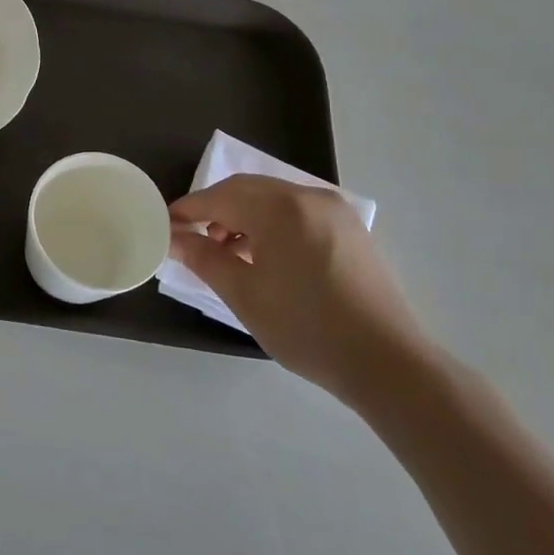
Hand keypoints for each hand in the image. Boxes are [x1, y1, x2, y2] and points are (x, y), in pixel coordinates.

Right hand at [169, 174, 424, 406]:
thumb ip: (204, 258)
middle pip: (246, 190)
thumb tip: (174, 237)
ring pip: (273, 199)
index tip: (165, 226)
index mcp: (281, 208)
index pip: (220, 197)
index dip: (188, 210)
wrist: (388, 363)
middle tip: (191, 238)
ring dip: (243, 216)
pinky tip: (264, 256)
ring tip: (227, 252)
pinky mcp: (350, 229)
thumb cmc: (306, 328)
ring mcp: (335, 211)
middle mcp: (309, 197)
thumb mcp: (244, 294)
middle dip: (215, 210)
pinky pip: (297, 212)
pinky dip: (271, 224)